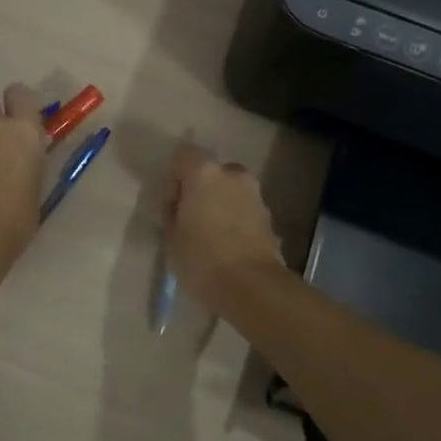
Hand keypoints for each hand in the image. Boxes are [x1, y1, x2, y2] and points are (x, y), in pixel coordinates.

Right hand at [160, 142, 284, 308]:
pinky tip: (227, 244)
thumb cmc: (203, 259)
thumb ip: (172, 212)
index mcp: (204, 172)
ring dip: (219, 202)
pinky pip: (243, 207)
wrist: (252, 286)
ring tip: (210, 234)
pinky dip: (235, 217)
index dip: (174, 176)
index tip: (172, 204)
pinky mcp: (268, 215)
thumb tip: (178, 204)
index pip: (183, 154)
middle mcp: (232, 174)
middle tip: (190, 217)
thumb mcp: (171, 237)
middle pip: (210, 170)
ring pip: (229, 188)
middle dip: (199, 188)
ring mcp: (254, 193)